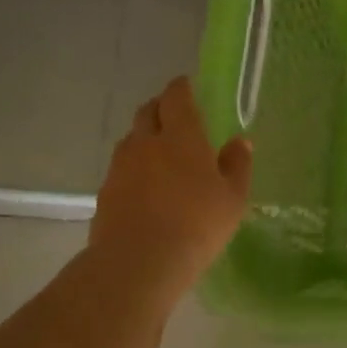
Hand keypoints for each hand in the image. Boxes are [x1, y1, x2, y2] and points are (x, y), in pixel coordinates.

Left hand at [88, 76, 252, 306]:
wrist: (139, 262)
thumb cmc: (198, 225)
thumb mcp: (233, 198)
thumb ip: (237, 165)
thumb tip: (240, 141)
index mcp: (182, 137)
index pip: (176, 98)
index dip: (181, 88)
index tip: (187, 85)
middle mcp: (146, 143)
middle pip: (147, 112)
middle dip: (160, 106)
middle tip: (174, 113)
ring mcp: (121, 167)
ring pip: (131, 139)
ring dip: (145, 136)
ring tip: (160, 151)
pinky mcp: (106, 191)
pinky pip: (121, 167)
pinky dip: (134, 166)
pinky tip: (146, 185)